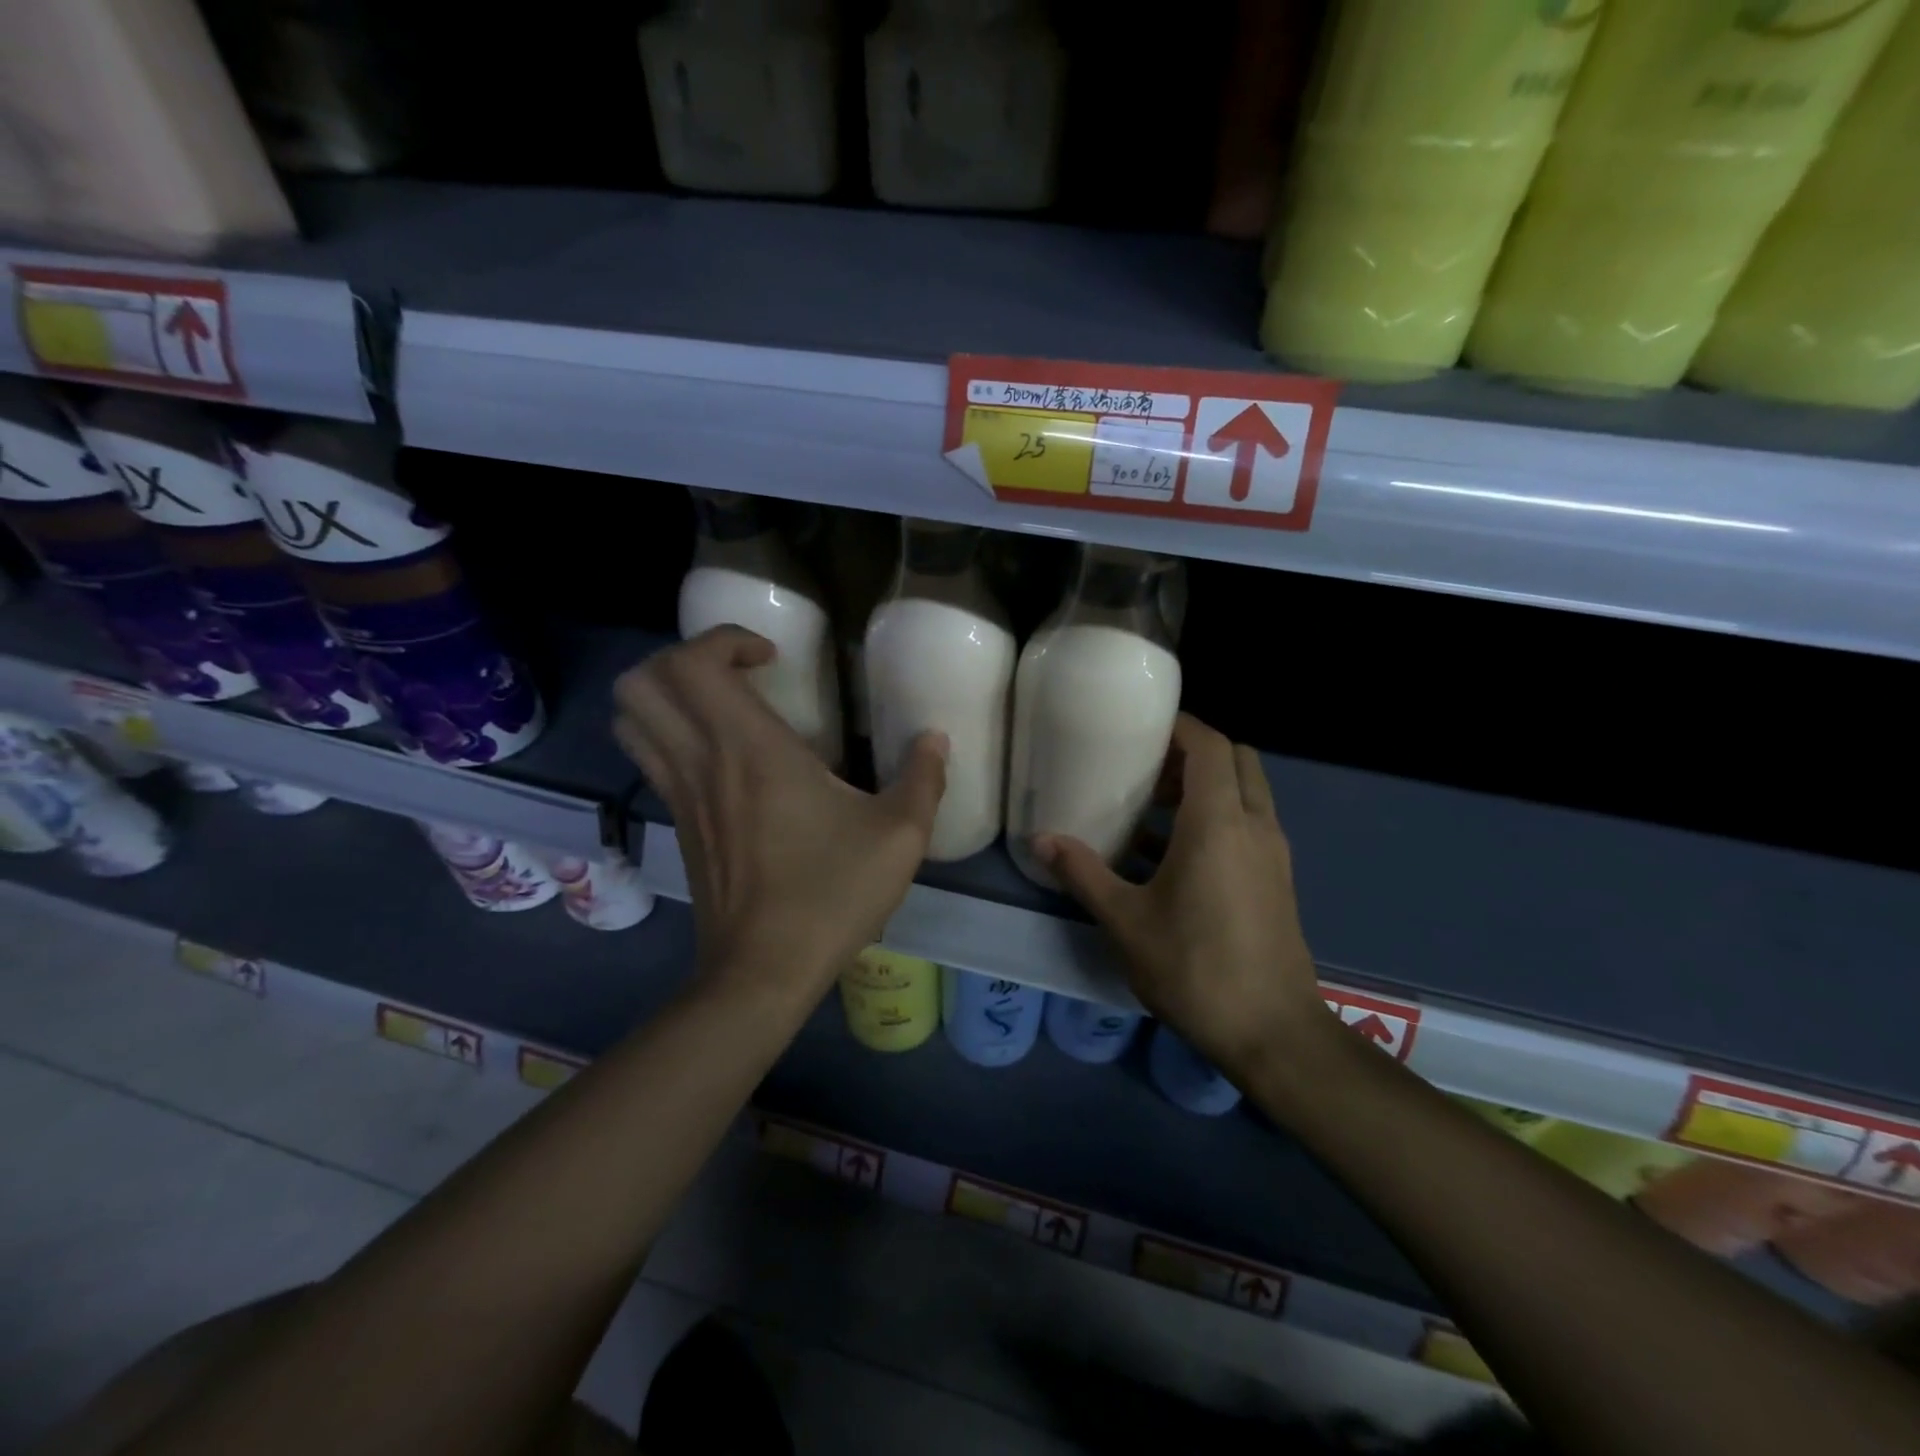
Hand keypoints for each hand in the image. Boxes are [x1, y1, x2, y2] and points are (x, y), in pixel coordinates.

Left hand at [613, 627, 947, 1008]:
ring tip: (721, 703)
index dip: (724, 639)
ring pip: (632, 718)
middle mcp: (701, 761)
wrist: (762, 972)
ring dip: (667, 693)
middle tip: (739, 672)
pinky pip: (650, 756)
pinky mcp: (677, 824)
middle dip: (683, 656)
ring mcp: (680, 794)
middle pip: (642, 681)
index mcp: (751, 749)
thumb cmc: (830, 895)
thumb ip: (924, 778)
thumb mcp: (900, 835)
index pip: (694, 664)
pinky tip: (724, 757)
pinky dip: (669, 732)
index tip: (773, 657)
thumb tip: (936, 739)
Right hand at [1037, 714, 1332, 1077]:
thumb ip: (1083, 873)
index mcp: (1219, 823)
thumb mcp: (1126, 921)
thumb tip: (1040, 840)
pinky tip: (1173, 853)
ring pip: (1247, 792)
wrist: (1273, 1033)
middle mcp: (1255, 825)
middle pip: (1237, 760)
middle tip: (1149, 766)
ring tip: (1154, 804)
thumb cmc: (1195, 967)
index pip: (1210, 746)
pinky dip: (1219, 818)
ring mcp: (1273, 853)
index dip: (1180, 727)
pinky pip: (1250, 824)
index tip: (1142, 727)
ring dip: (1208, 786)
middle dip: (1195, 752)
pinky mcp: (1278, 879)